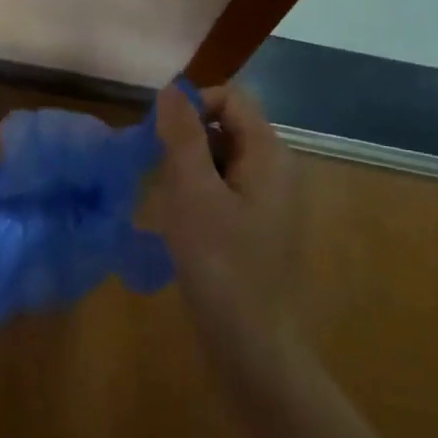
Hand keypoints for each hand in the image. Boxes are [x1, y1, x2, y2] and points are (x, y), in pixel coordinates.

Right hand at [148, 83, 299, 370]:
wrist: (254, 349)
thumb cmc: (222, 265)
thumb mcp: (193, 193)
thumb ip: (182, 136)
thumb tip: (172, 89)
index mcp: (269, 153)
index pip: (231, 97)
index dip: (194, 106)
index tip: (161, 138)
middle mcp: (276, 168)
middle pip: (226, 126)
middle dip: (188, 141)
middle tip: (162, 177)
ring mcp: (268, 200)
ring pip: (220, 158)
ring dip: (189, 170)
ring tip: (170, 205)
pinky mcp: (256, 226)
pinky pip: (223, 189)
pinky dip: (198, 195)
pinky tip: (182, 226)